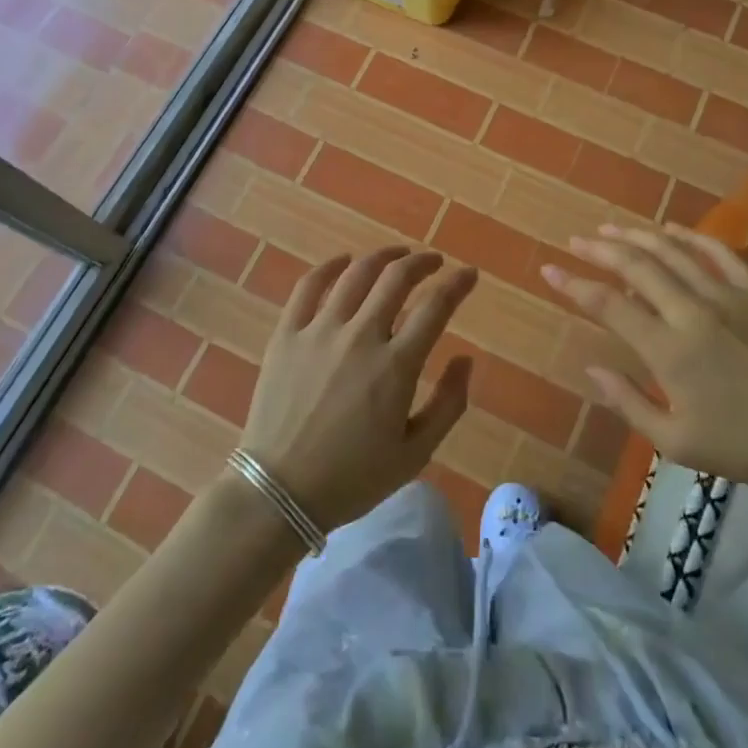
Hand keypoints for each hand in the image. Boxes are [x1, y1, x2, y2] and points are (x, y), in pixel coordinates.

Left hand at [242, 247, 477, 530]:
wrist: (279, 492)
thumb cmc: (353, 478)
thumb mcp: (415, 453)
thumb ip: (448, 404)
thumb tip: (466, 359)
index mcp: (396, 366)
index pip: (435, 306)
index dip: (457, 284)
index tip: (469, 274)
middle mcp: (360, 336)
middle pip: (397, 278)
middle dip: (423, 262)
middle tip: (434, 262)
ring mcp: (319, 331)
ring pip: (356, 274)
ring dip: (383, 257)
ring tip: (398, 255)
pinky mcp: (287, 334)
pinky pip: (308, 286)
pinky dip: (329, 266)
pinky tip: (343, 261)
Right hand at [543, 225, 747, 489]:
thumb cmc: (744, 446)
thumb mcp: (677, 442)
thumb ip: (629, 403)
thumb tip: (592, 367)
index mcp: (669, 350)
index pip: (609, 305)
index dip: (575, 285)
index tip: (550, 270)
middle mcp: (693, 311)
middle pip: (637, 266)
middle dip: (600, 250)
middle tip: (576, 240)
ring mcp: (728, 295)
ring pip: (673, 251)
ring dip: (637, 236)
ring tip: (610, 229)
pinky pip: (718, 251)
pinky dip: (690, 235)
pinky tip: (670, 228)